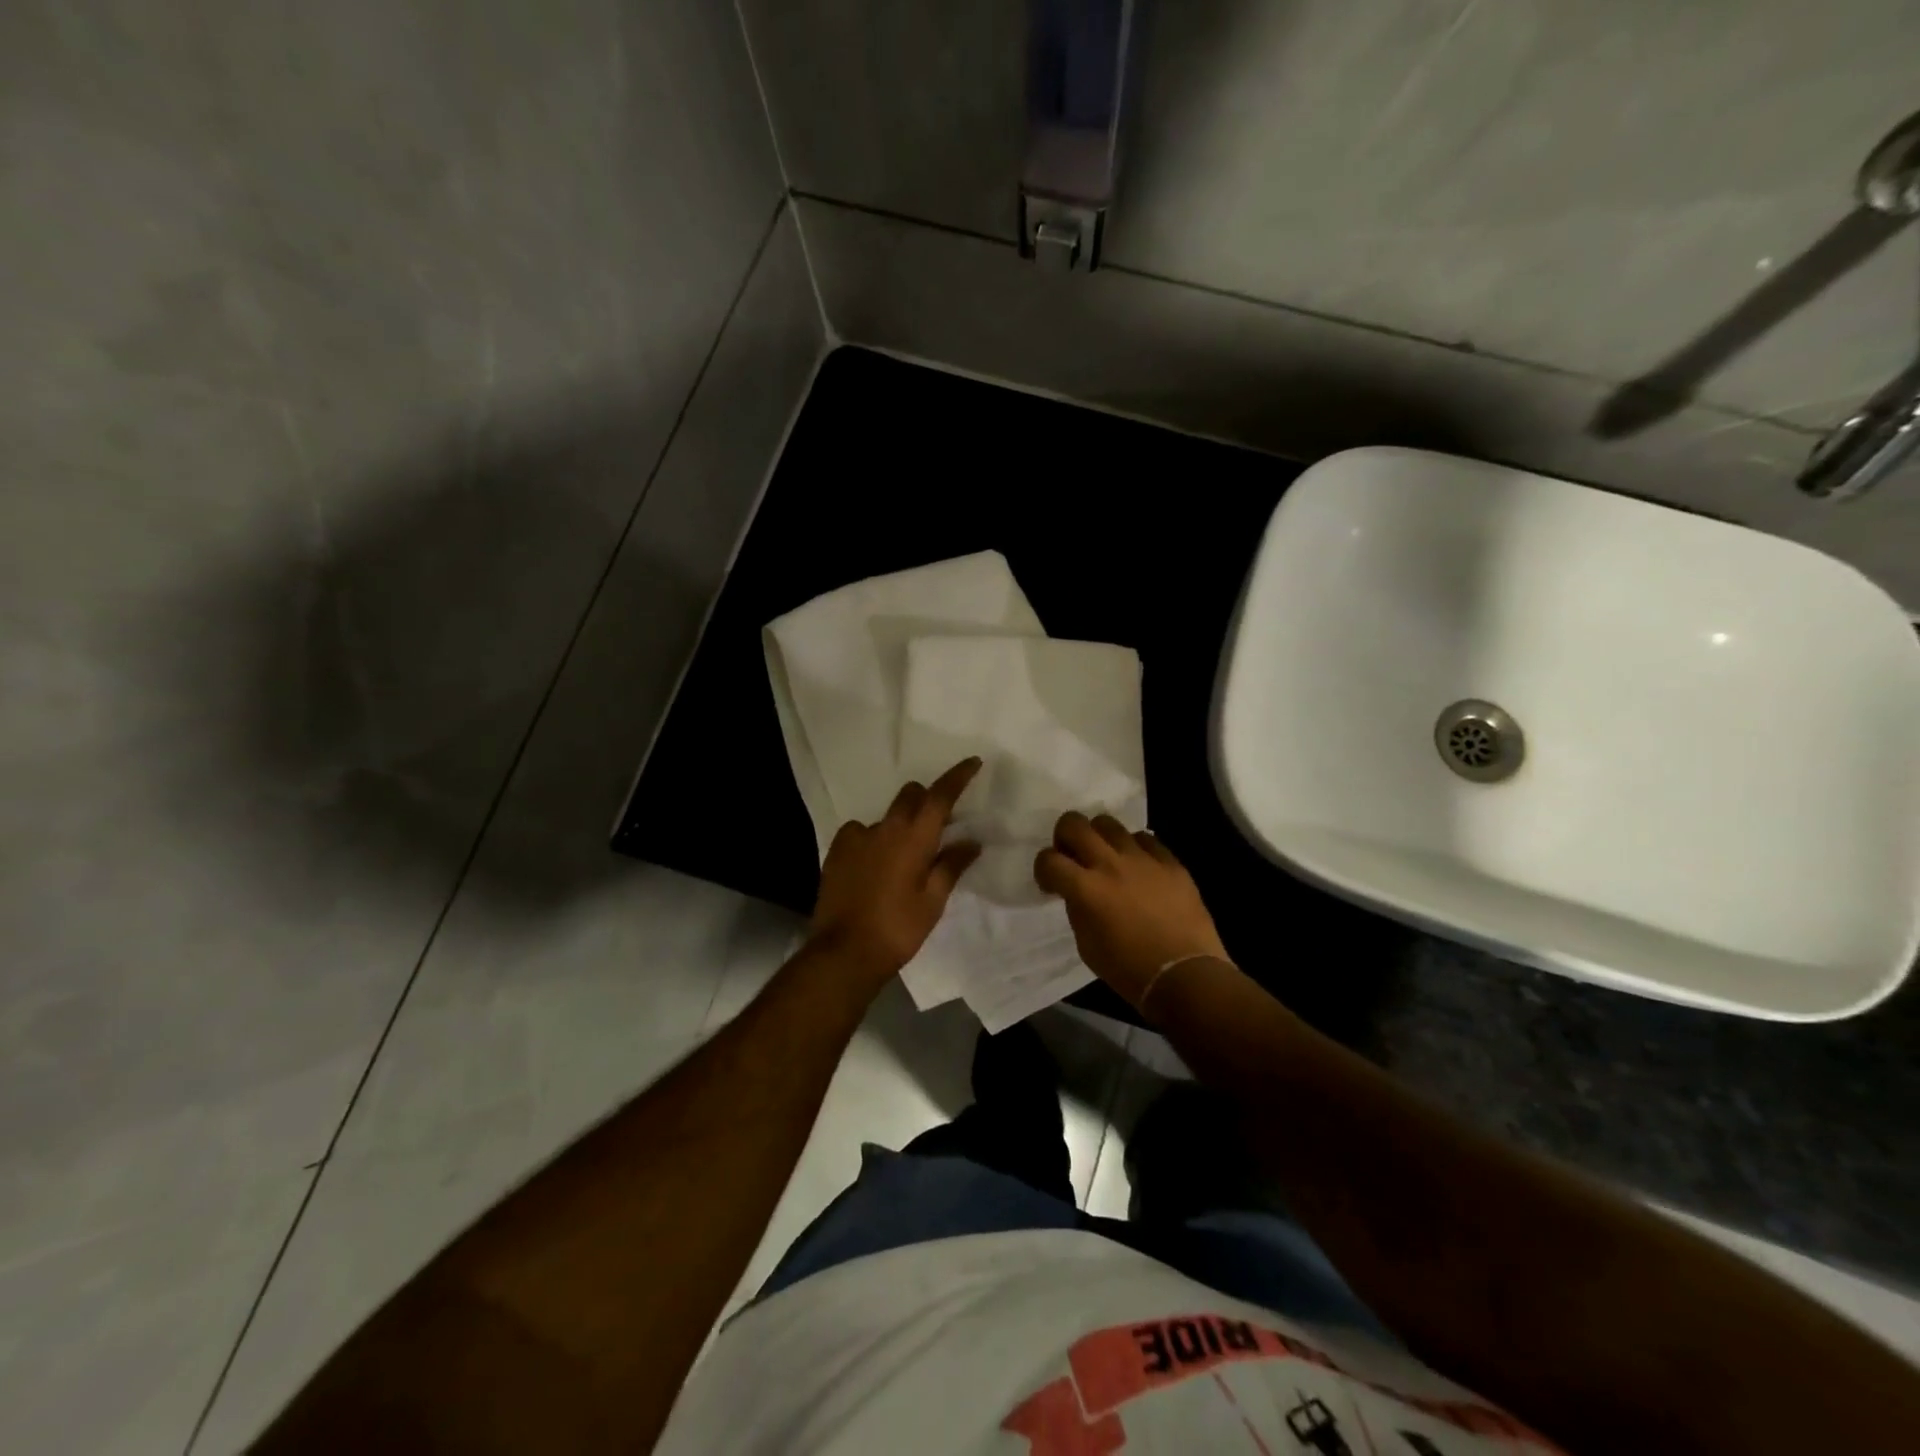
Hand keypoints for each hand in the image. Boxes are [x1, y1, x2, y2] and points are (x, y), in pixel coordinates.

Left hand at [806, 758, 983, 986]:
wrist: (844, 951)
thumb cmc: (898, 928)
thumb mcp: (933, 900)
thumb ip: (951, 865)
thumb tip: (971, 841)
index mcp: (914, 837)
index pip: (941, 795)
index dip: (958, 776)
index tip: (973, 762)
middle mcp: (885, 827)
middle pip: (910, 795)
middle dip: (926, 799)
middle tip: (938, 823)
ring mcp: (856, 837)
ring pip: (885, 816)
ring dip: (898, 824)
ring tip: (902, 856)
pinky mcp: (836, 850)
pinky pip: (860, 832)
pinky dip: (872, 840)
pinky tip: (873, 864)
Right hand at [1033, 813, 1230, 1011]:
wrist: (1186, 976)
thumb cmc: (1129, 970)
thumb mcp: (1087, 945)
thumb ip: (1077, 909)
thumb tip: (1077, 892)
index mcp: (1086, 889)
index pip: (1048, 859)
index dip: (1043, 869)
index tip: (1051, 884)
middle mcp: (1110, 864)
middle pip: (1074, 823)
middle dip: (1064, 836)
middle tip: (1072, 856)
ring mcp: (1143, 859)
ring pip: (1109, 823)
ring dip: (1099, 837)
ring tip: (1106, 857)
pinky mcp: (1170, 862)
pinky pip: (1145, 839)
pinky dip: (1134, 848)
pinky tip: (1138, 866)